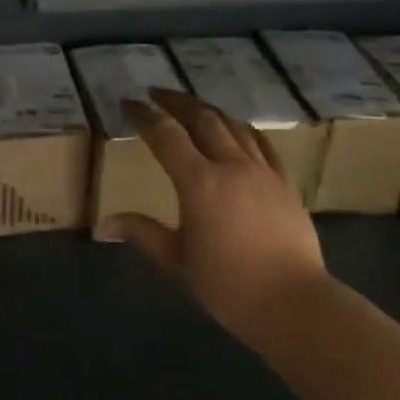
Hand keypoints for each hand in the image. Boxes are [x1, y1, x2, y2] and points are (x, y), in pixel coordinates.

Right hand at [103, 89, 326, 351]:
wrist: (294, 304)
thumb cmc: (230, 286)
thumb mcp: (178, 261)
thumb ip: (144, 234)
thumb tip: (105, 224)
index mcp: (199, 183)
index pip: (166, 135)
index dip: (144, 116)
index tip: (128, 103)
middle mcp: (230, 166)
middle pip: (201, 118)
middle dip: (175, 102)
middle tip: (155, 95)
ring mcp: (261, 171)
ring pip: (231, 125)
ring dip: (207, 110)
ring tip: (190, 106)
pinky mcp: (284, 182)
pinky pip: (260, 143)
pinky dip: (241, 128)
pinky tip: (234, 128)